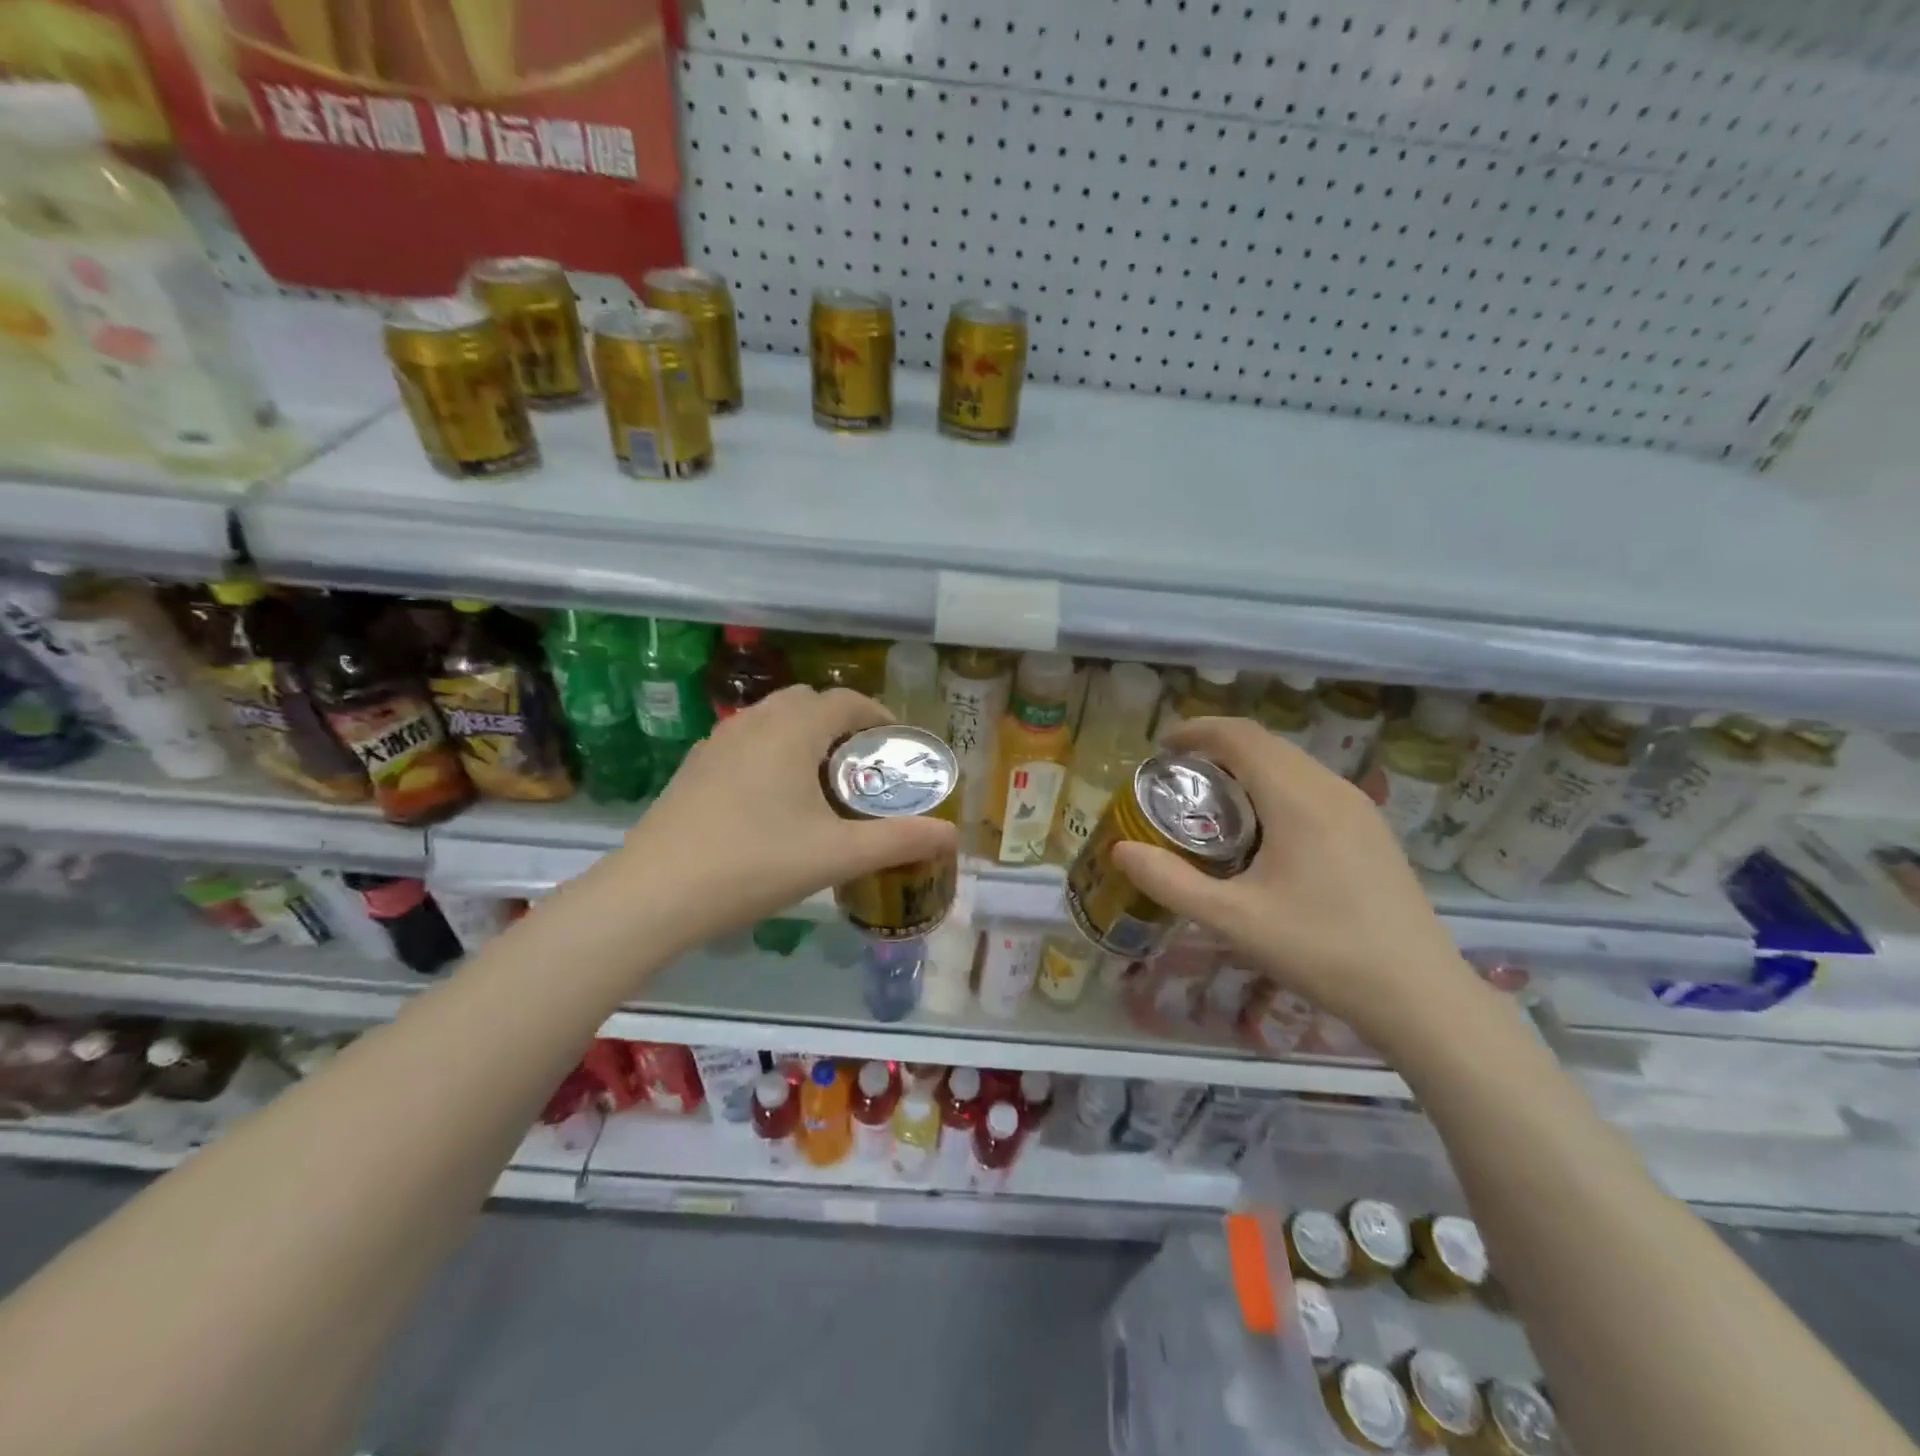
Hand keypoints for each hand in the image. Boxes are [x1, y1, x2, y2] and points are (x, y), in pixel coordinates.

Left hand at [616, 685, 957, 951]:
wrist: (654, 894)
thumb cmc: (754, 864)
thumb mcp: (836, 855)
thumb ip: (898, 841)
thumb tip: (952, 836)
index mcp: (792, 730)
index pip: (846, 702)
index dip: (879, 717)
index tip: (898, 746)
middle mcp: (754, 722)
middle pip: (808, 703)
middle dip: (842, 725)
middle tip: (862, 768)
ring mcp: (717, 743)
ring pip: (773, 721)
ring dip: (804, 738)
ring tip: (821, 784)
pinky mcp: (695, 768)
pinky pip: (746, 742)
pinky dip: (772, 753)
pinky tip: (773, 802)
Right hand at [1111, 716, 1484, 1057]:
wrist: (1420, 995)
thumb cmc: (1322, 950)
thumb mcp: (1233, 920)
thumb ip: (1170, 882)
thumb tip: (1121, 850)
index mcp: (1298, 798)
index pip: (1240, 736)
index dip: (1196, 730)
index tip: (1161, 747)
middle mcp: (1331, 789)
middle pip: (1265, 744)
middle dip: (1217, 749)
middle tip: (1178, 780)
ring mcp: (1359, 808)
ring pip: (1292, 764)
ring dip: (1248, 767)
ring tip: (1214, 803)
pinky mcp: (1372, 830)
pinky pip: (1313, 786)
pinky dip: (1275, 787)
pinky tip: (1264, 832)